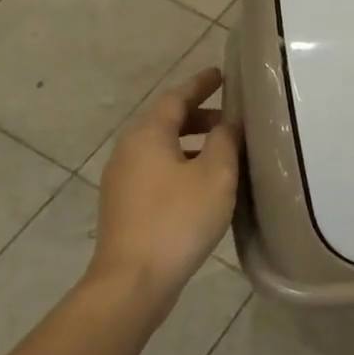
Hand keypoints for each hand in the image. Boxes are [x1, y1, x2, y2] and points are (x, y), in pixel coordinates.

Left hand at [85, 68, 240, 320]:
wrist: (133, 280)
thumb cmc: (178, 219)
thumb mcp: (216, 174)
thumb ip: (225, 141)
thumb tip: (227, 124)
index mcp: (148, 134)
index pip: (177, 96)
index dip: (201, 83)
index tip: (221, 74)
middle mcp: (129, 149)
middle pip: (166, 120)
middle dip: (199, 114)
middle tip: (231, 116)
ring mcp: (122, 179)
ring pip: (161, 147)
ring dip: (191, 141)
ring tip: (223, 149)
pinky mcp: (125, 204)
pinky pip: (157, 169)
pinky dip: (181, 162)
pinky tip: (204, 182)